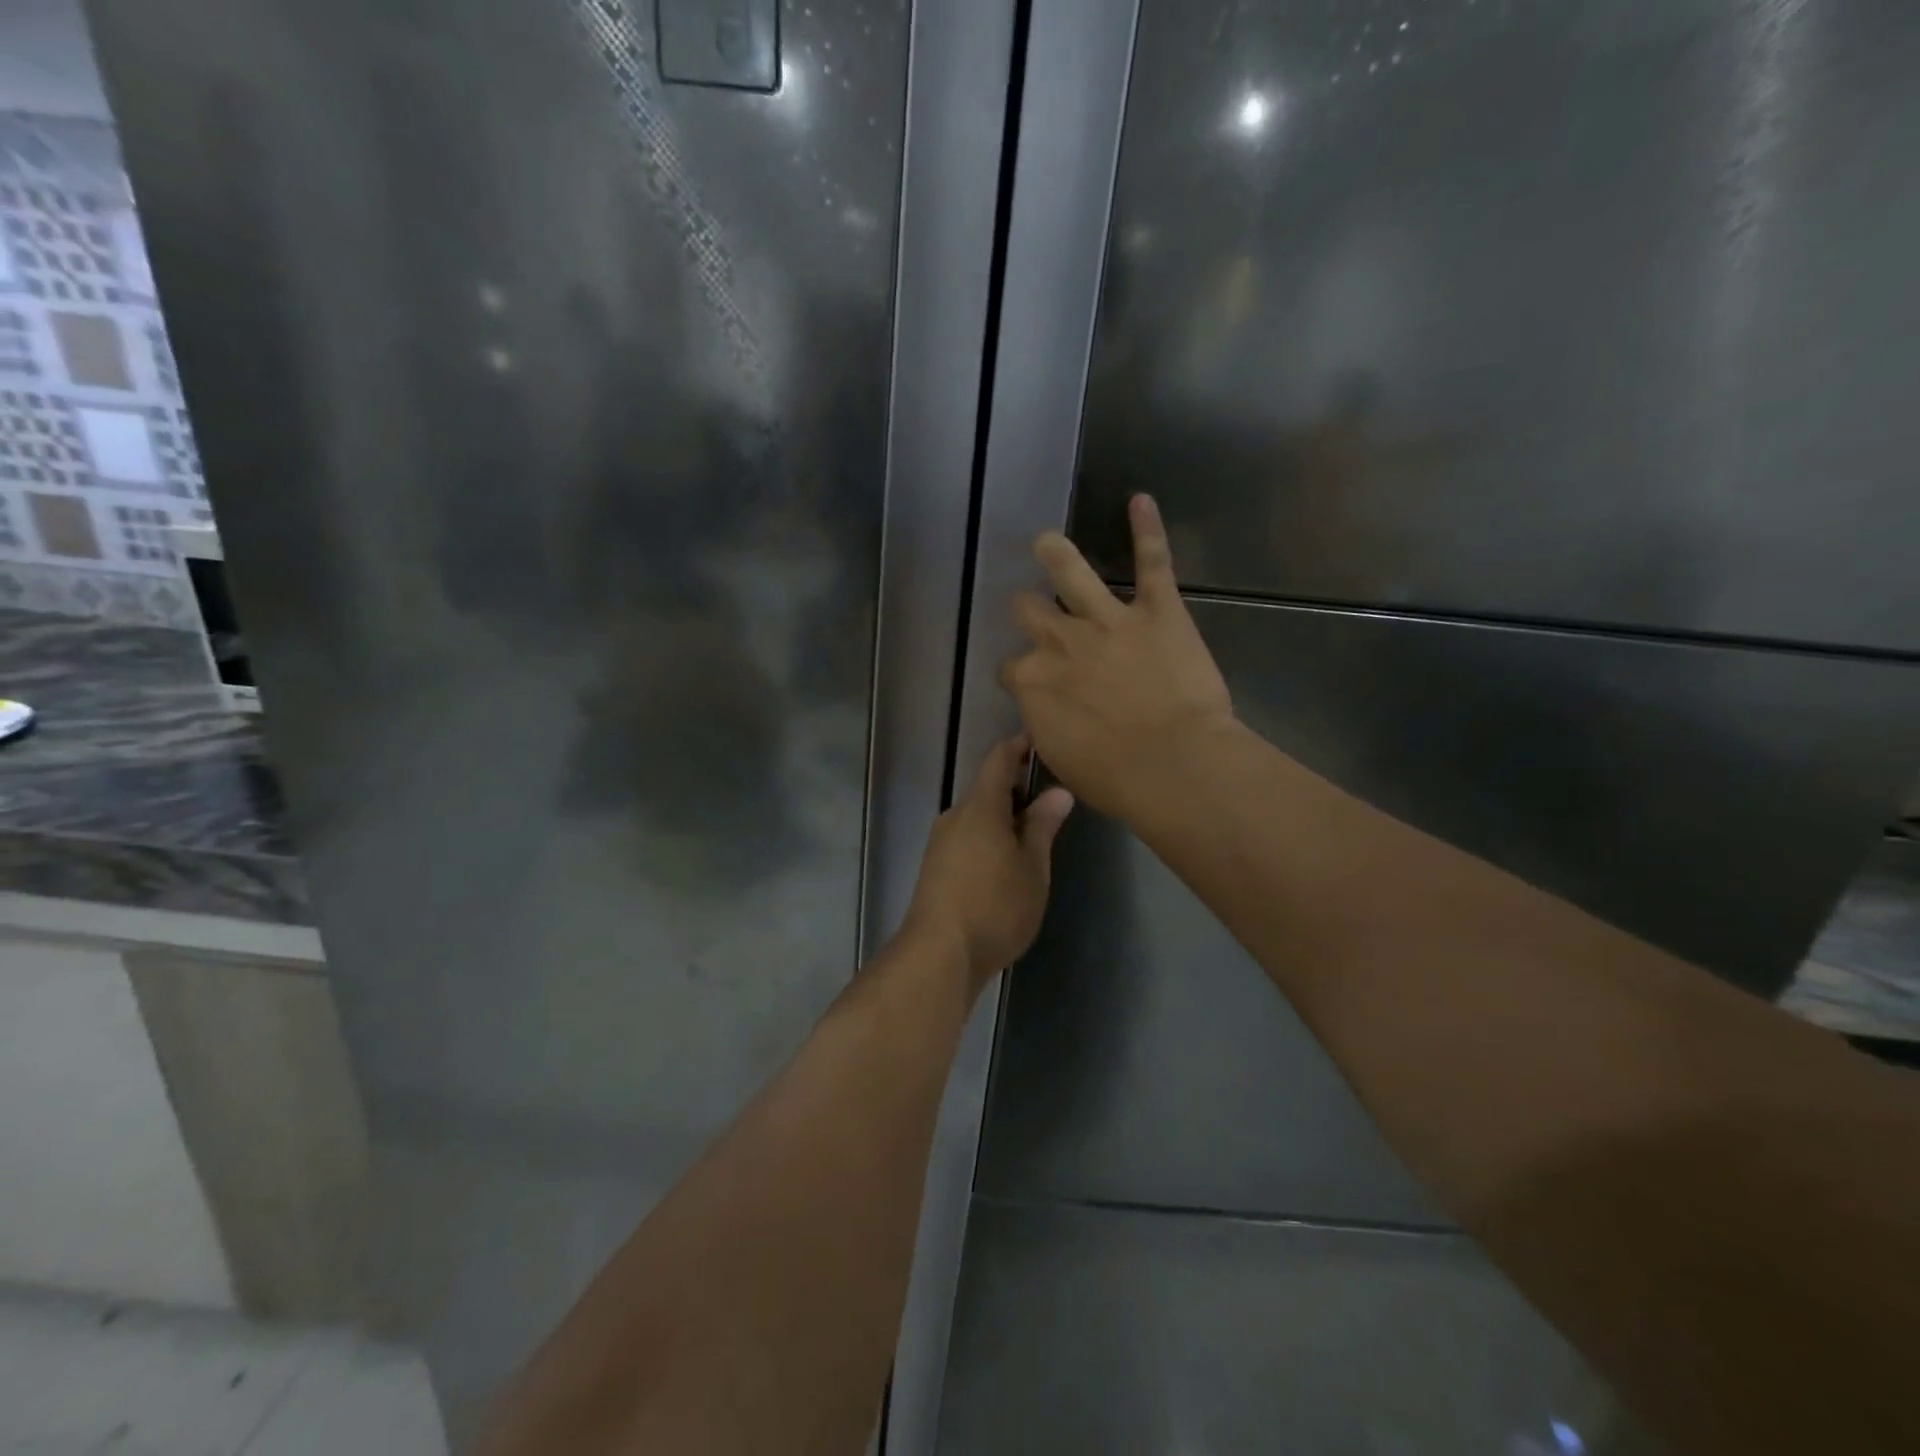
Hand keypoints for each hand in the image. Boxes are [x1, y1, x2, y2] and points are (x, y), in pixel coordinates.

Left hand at [904, 736, 1074, 994]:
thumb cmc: (995, 906)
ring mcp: (940, 842)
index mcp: (980, 807)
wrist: (938, 954)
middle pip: (987, 790)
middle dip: (1018, 791)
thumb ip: (1043, 826)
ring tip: (1035, 838)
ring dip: (1004, 819)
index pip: (999, 759)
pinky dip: (989, 840)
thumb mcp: (1032, 868)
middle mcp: (955, 816)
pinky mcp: (935, 868)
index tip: (1042, 742)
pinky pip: (967, 839)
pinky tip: (1007, 865)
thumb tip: (1058, 791)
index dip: (1020, 746)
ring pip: (977, 818)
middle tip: (1052, 802)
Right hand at [1001, 494, 1234, 821]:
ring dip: (1056, 554)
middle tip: (1032, 612)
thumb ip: (1047, 725)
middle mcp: (1061, 642)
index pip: (1012, 668)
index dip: (1021, 674)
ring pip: (1071, 573)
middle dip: (1027, 611)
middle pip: (1029, 613)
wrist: (1172, 764)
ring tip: (1047, 541)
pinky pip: (1151, 561)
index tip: (1032, 684)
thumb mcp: (1062, 759)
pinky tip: (1141, 500)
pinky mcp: (1157, 610)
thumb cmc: (1115, 778)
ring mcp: (1108, 620)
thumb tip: (1045, 715)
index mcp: (1033, 682)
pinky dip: (1147, 529)